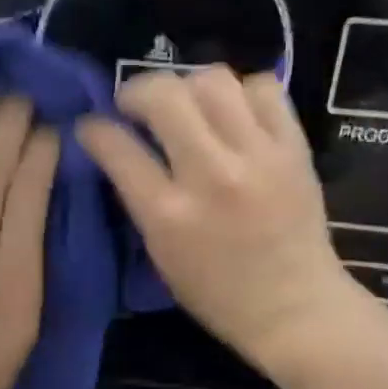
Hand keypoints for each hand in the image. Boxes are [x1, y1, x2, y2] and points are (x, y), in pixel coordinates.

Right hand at [76, 67, 360, 374]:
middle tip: (136, 105)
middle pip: (165, 96)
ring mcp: (258, 156)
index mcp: (170, 215)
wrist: (295, 308)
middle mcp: (212, 176)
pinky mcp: (294, 148)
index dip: (94, 129)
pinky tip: (234, 113)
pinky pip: (264, 89)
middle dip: (137, 90)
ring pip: (214, 80)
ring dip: (189, 85)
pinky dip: (242, 92)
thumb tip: (119, 150)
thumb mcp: (161, 255)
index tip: (91, 126)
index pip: (118, 148)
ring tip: (187, 106)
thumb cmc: (218, 294)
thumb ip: (140, 200)